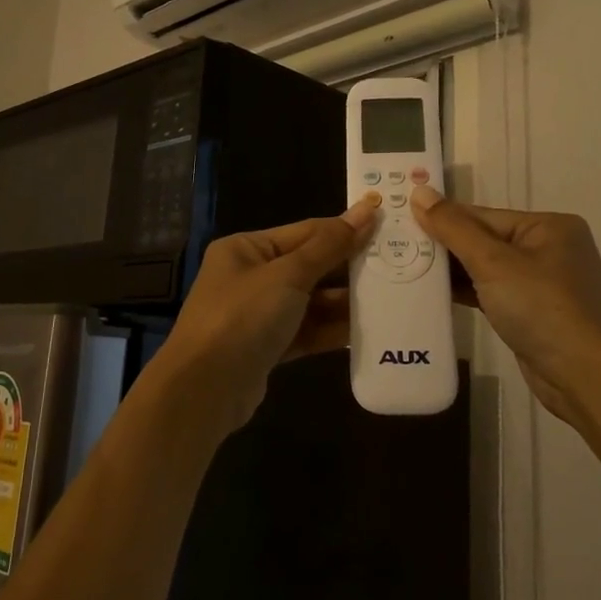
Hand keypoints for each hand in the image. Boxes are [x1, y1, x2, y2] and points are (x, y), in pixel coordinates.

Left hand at [147, 197, 379, 434]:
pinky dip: (330, 330)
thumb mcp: (288, 275)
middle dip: (347, 269)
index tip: (386, 227)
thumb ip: (329, 246)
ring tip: (388, 300)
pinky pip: (305, 331)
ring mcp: (257, 314)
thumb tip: (365, 210)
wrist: (204, 389)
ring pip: (309, 302)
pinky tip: (364, 331)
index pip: (305, 232)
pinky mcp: (266, 347)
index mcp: (247, 249)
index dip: (345, 230)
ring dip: (343, 303)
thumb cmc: (243, 317)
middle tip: (396, 267)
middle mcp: (250, 276)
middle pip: (309, 266)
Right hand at [411, 186, 600, 426]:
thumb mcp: (493, 262)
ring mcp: (543, 284)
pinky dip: (467, 293)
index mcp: (548, 226)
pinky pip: (493, 293)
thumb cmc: (542, 307)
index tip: (399, 221)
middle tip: (396, 247)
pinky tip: (434, 295)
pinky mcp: (533, 314)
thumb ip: (453, 227)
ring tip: (406, 270)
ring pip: (487, 269)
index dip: (441, 219)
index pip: (483, 215)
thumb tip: (419, 191)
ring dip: (452, 272)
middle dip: (444, 247)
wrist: (585, 377)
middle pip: (484, 240)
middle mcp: (549, 249)